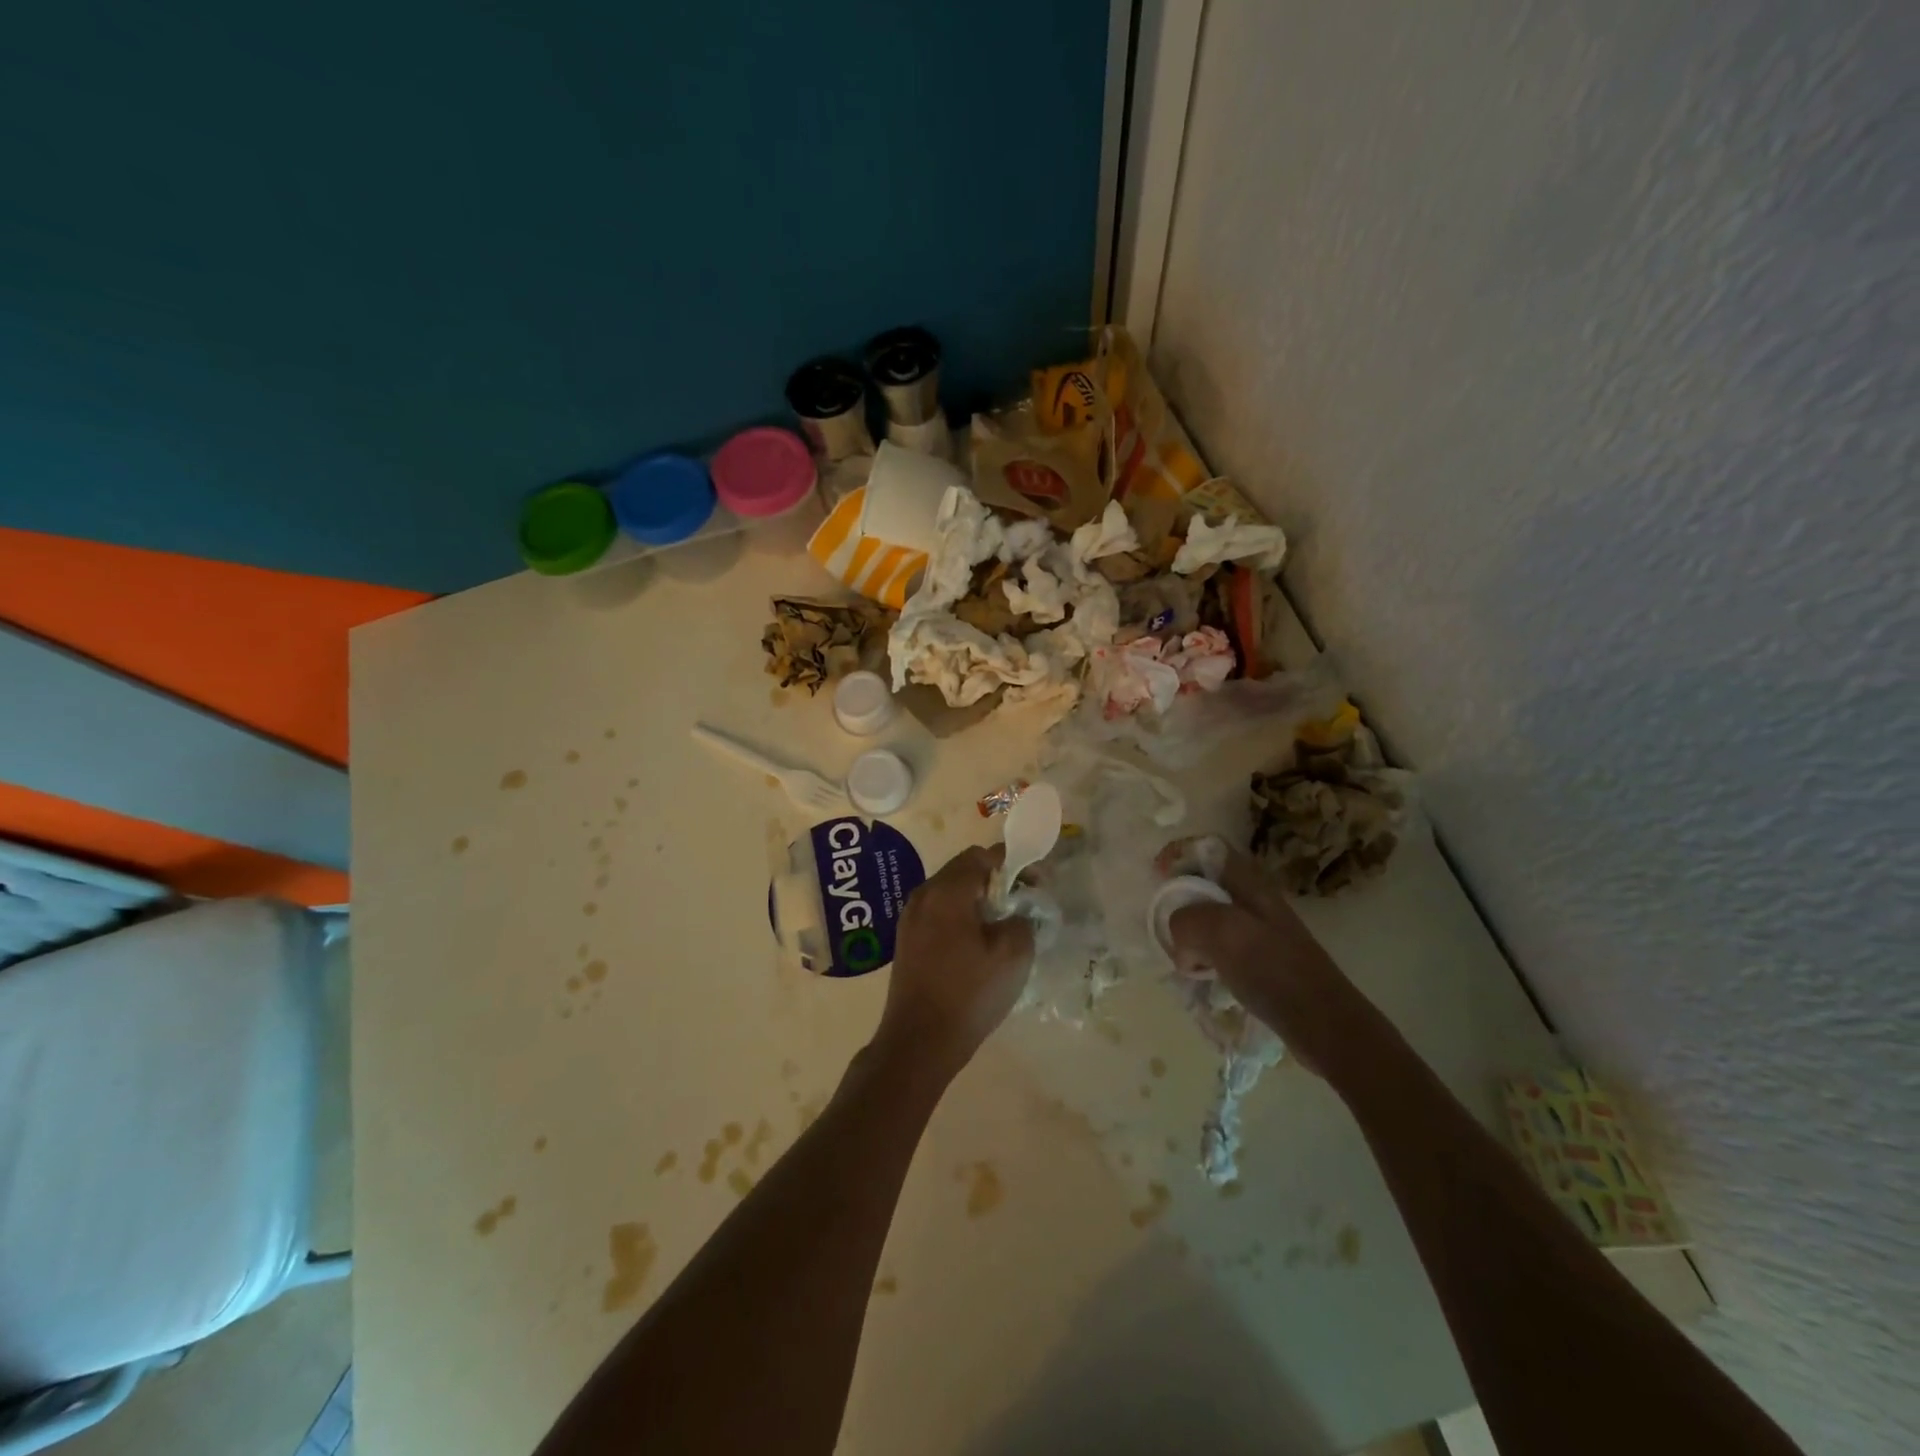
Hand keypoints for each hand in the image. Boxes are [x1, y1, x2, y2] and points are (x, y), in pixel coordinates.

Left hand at [873, 845, 1035, 1084]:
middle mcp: (923, 895)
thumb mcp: (1013, 954)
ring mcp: (910, 917)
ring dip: (977, 898)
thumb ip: (1023, 918)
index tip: (1036, 883)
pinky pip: (938, 912)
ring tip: (1002, 924)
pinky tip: (976, 942)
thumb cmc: (969, 993)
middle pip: (963, 869)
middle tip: (1022, 902)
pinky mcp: (906, 939)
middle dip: (995, 879)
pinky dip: (960, 915)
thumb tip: (1017, 911)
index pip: (982, 855)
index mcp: (947, 891)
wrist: (919, 1041)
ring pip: (950, 891)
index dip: (1013, 862)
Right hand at [1158, 837, 1372, 1077]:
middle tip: (1166, 928)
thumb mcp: (1221, 932)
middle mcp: (1253, 899)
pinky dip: (1203, 957)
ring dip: (1188, 935)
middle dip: (1178, 902)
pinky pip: (1218, 947)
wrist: (1323, 1024)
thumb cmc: (1273, 970)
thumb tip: (1182, 945)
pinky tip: (1201, 977)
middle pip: (1203, 883)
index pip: (1208, 848)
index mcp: (1248, 883)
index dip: (1179, 854)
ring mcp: (1258, 931)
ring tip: (1182, 959)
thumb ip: (1186, 920)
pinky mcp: (1259, 961)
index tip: (1156, 878)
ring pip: (1208, 918)